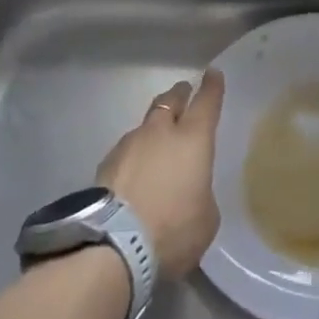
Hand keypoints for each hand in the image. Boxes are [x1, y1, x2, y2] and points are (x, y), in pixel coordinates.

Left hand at [96, 70, 224, 278]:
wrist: (114, 245)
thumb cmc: (174, 230)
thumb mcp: (206, 217)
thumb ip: (201, 193)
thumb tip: (189, 188)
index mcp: (193, 140)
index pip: (206, 103)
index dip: (212, 87)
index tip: (212, 73)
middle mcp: (161, 133)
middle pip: (170, 101)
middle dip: (180, 94)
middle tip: (184, 92)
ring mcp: (130, 144)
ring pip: (146, 124)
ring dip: (154, 128)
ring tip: (157, 142)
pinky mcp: (106, 163)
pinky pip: (127, 149)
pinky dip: (135, 154)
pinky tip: (135, 171)